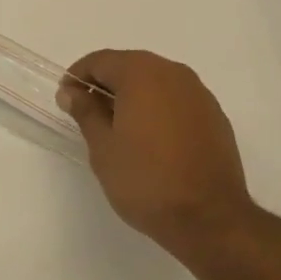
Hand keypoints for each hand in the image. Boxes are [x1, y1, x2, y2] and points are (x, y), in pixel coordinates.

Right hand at [57, 49, 261, 261]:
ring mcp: (199, 93)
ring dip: (133, 95)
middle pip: (130, 66)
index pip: (101, 61)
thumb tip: (71, 92)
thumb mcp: (103, 147)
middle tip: (87, 112)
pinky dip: (158, 108)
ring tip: (118, 127)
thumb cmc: (146, 180)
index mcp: (142, 73)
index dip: (78, 76)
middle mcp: (173, 73)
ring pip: (156, 82)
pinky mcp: (215, 116)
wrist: (210, 218)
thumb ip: (86, 112)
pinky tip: (151, 138)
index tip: (66, 98)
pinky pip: (177, 100)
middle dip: (106, 84)